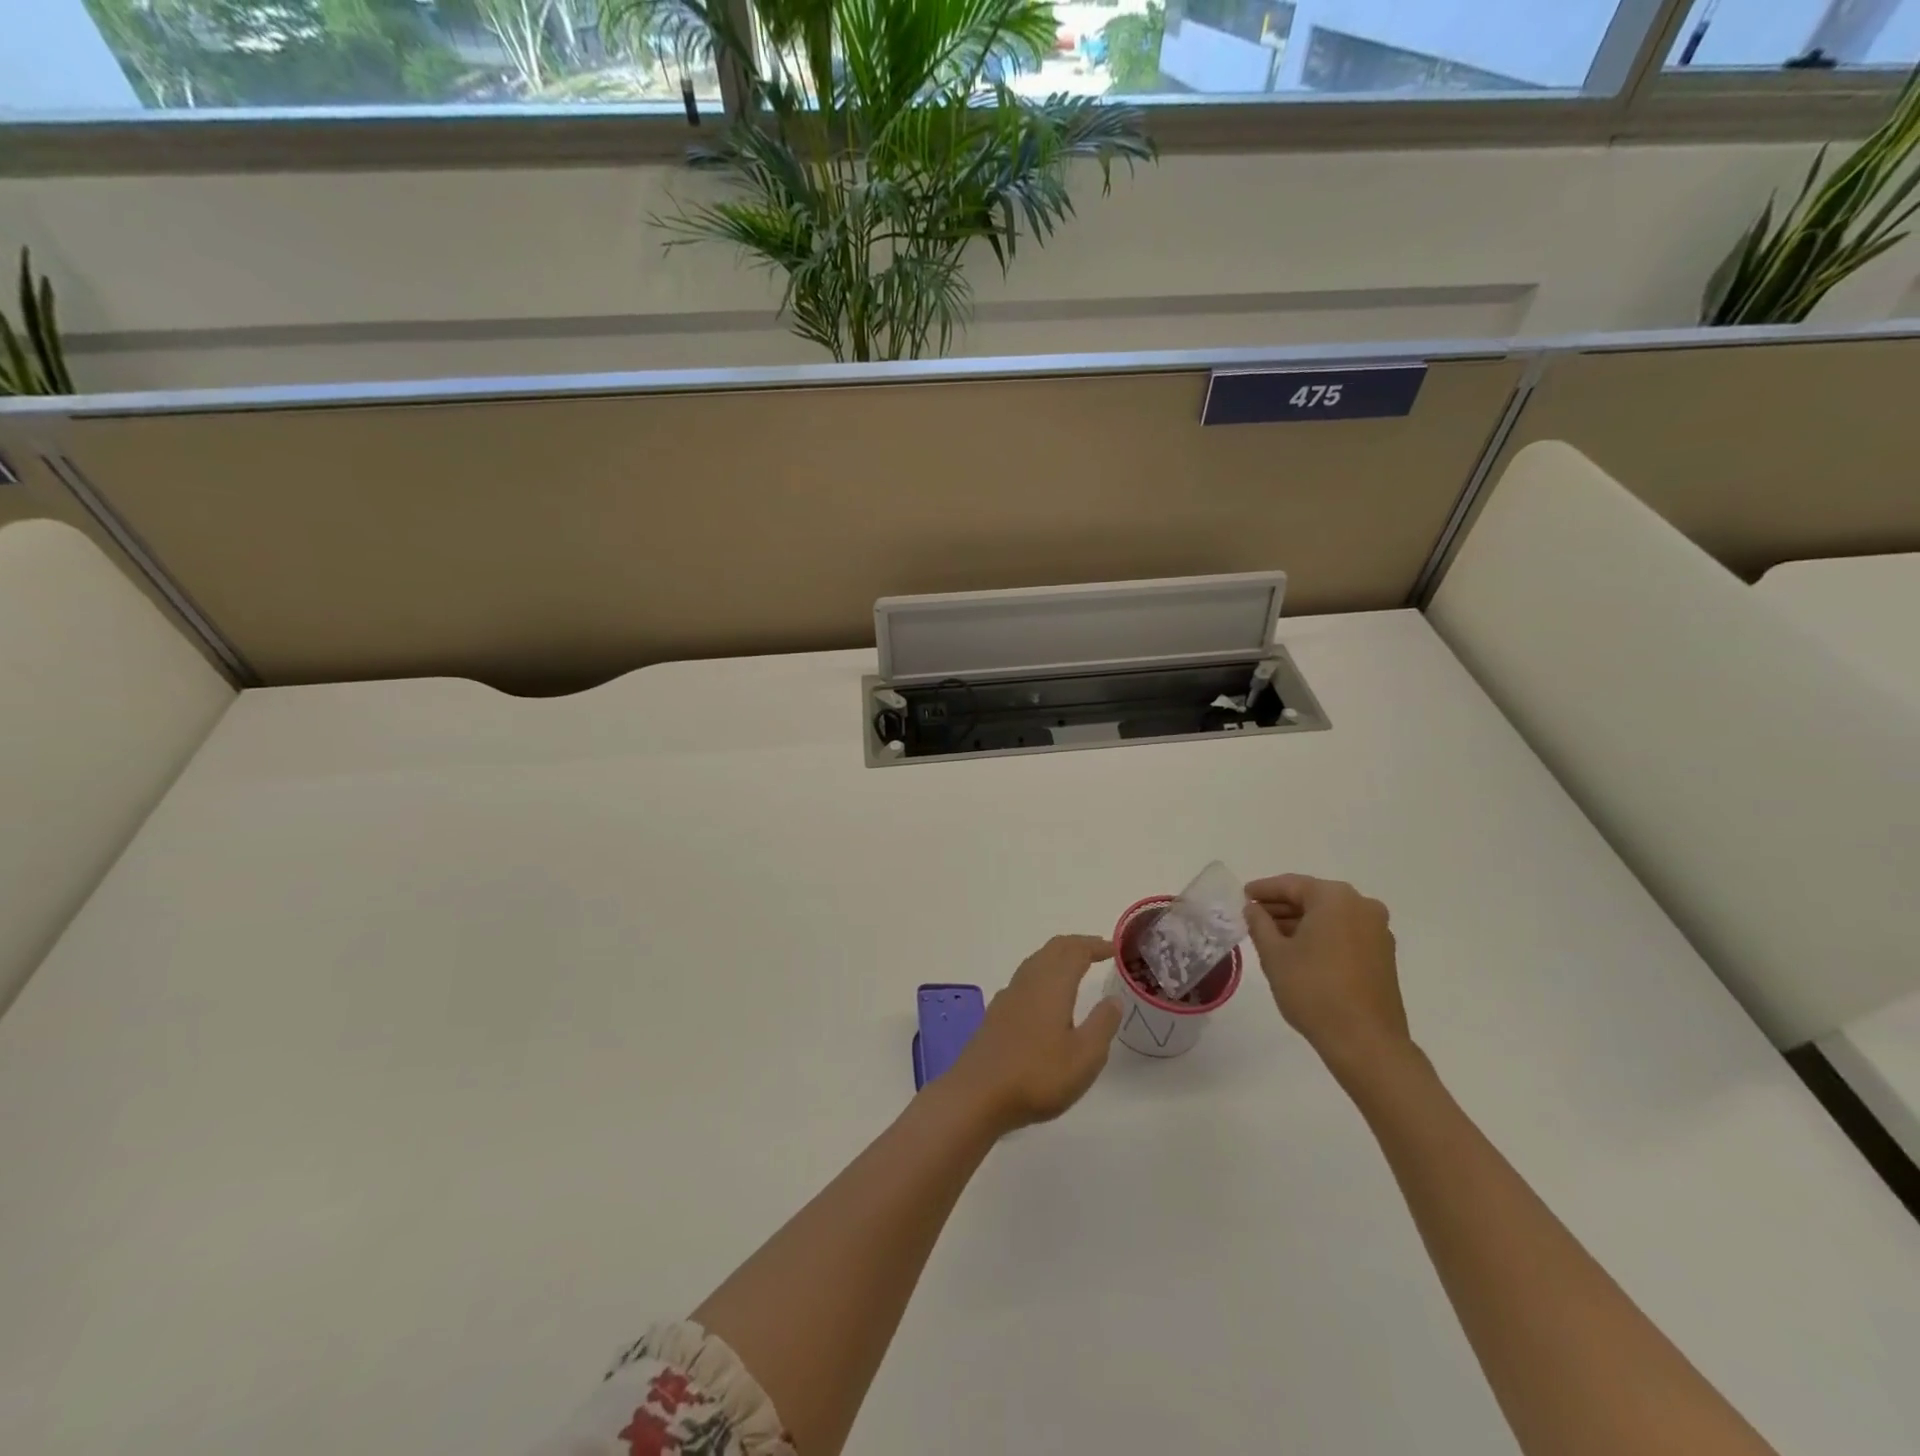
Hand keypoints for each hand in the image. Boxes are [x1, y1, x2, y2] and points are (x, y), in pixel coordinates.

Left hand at [946, 935, 1123, 1134]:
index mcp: (1052, 985)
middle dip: (1076, 945)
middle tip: (1098, 951)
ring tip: (1075, 968)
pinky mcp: (996, 1013)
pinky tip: (1043, 996)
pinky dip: (1042, 974)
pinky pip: (1024, 979)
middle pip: (1053, 949)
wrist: (977, 1095)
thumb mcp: (1085, 1057)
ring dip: (1057, 957)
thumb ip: (1102, 1024)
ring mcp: (1008, 996)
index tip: (1114, 949)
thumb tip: (1113, 998)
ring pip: (1036, 962)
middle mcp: (1029, 981)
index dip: (1095, 945)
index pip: (1075, 951)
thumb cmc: (1038, 1075)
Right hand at [1243, 875, 1411, 1079]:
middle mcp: (1362, 907)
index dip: (1263, 889)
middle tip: (1253, 915)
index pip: (1291, 885)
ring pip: (1330, 916)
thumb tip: (1254, 908)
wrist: (1365, 1042)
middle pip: (1313, 898)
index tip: (1242, 896)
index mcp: (1335, 898)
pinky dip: (1321, 935)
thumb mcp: (1274, 954)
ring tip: (1270, 935)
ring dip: (1301, 922)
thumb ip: (1259, 923)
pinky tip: (1299, 951)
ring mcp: (1377, 932)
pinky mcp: (1383, 955)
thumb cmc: (1313, 990)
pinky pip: (1345, 933)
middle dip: (1282, 906)